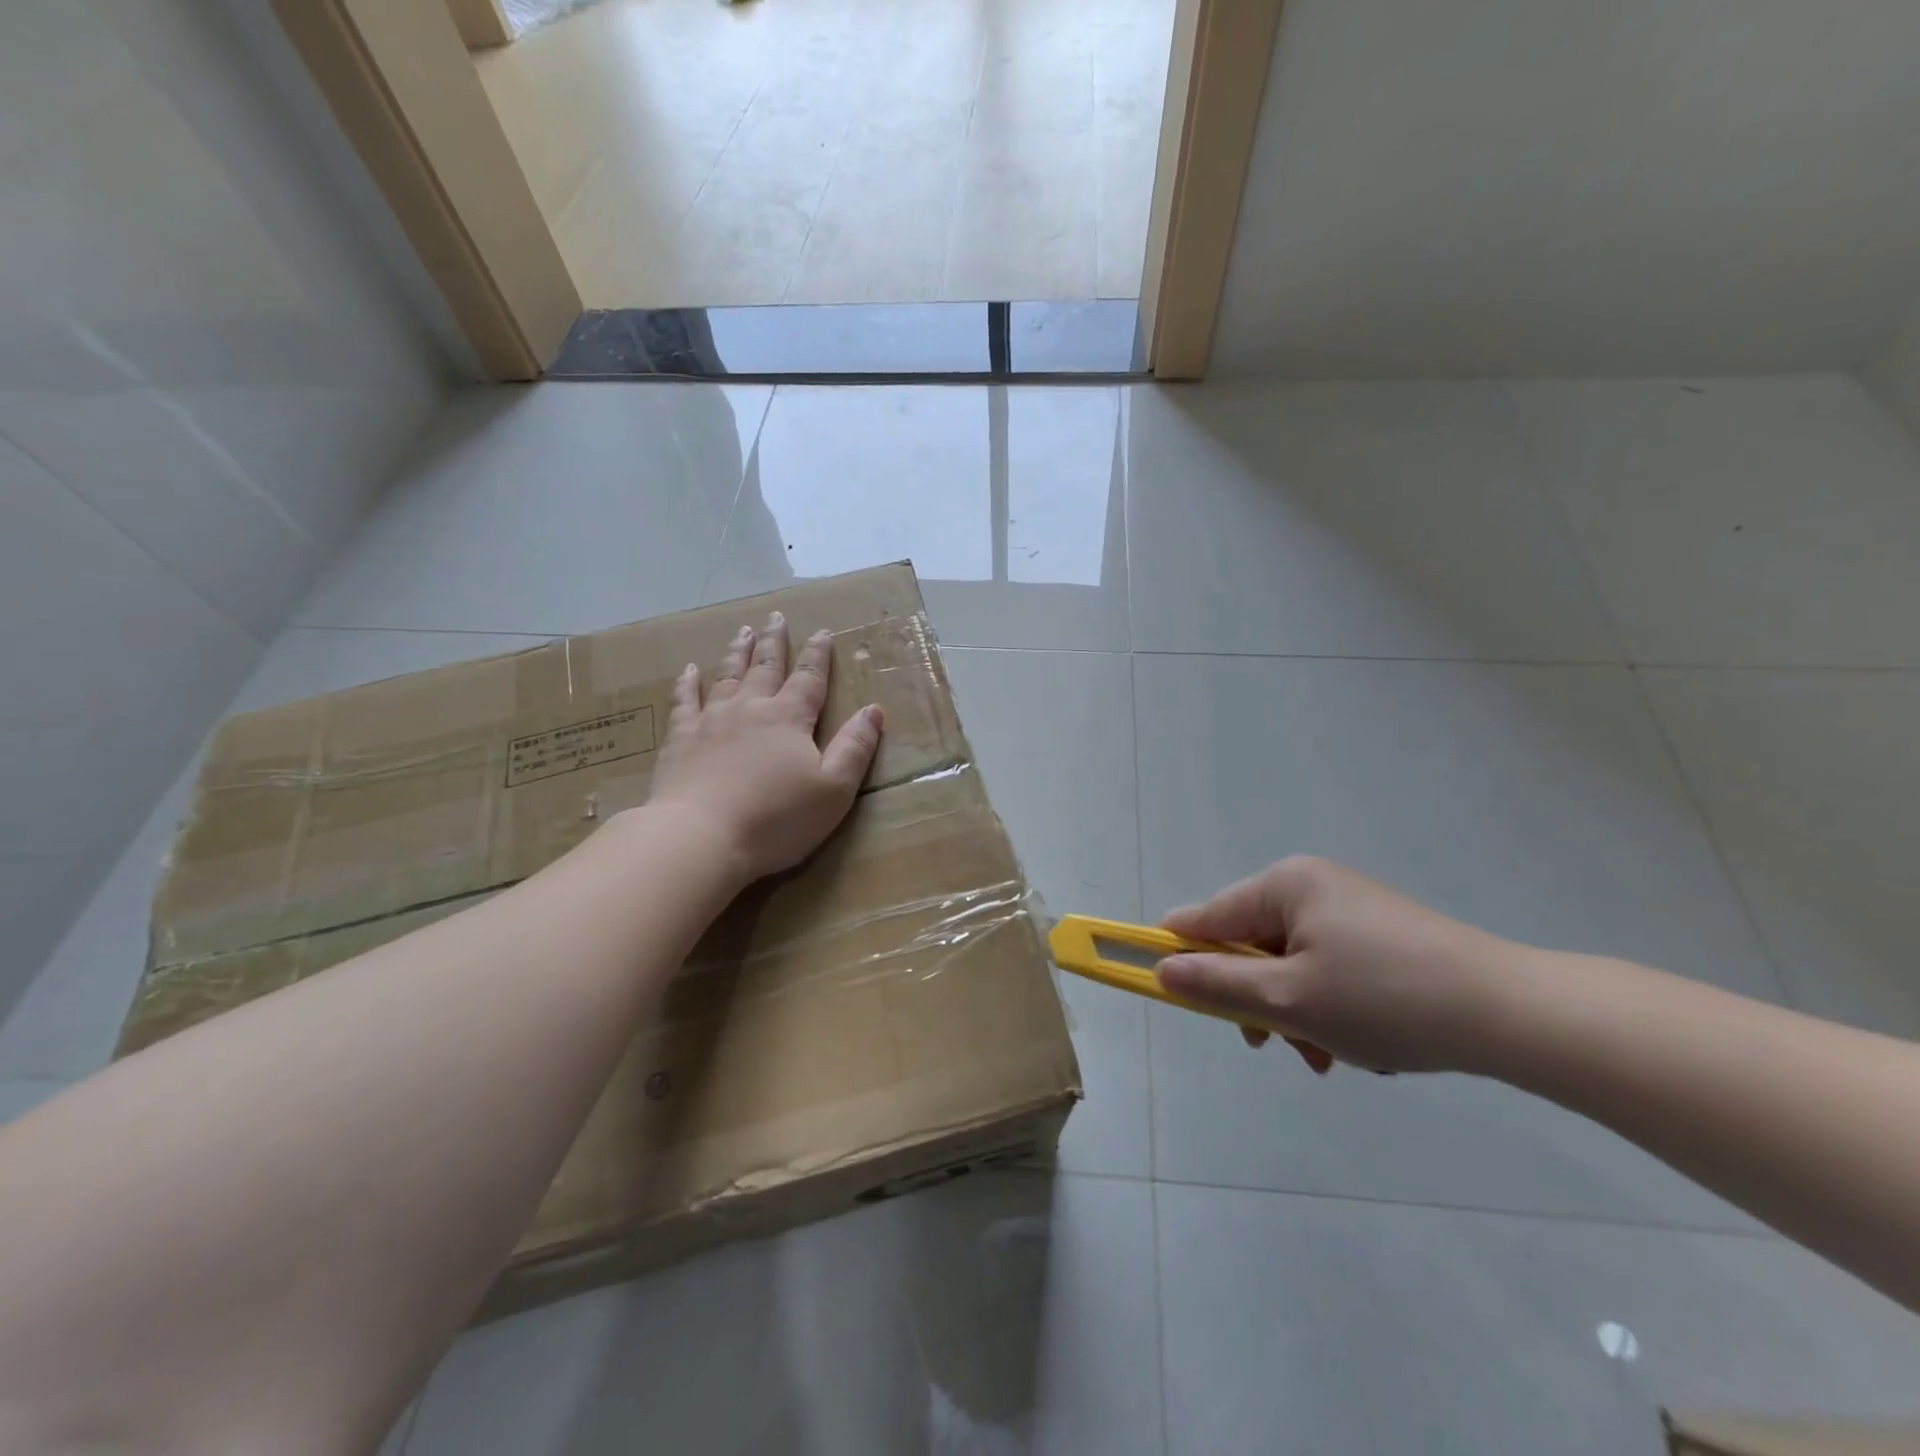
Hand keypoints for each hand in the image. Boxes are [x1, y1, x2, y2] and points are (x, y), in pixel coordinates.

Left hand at [645, 612, 882, 883]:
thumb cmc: (776, 818)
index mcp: (789, 719)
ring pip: (727, 676)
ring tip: (743, 632)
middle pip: (766, 667)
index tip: (824, 631)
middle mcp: (750, 709)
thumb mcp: (834, 789)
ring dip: (738, 653)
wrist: (701, 837)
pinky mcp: (680, 740)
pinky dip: (687, 683)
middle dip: (775, 642)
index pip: (810, 679)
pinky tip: (689, 670)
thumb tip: (874, 710)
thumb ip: (855, 747)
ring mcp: (711, 721)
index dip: (819, 655)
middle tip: (776, 617)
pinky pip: (684, 701)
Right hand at [1156, 857, 1523, 1073]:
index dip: (1182, 957)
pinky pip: (1327, 968)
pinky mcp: (1380, 934)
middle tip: (1276, 1046)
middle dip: (1256, 1000)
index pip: (1205, 917)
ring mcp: (1349, 908)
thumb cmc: (1385, 1000)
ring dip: (1295, 1013)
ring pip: (1289, 965)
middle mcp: (1311, 885)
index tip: (1181, 1001)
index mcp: (1283, 885)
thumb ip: (1216, 983)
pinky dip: (1329, 1006)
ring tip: (1329, 1056)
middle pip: (1249, 944)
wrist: (1513, 1014)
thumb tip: (1161, 969)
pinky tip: (1361, 1043)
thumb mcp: (1287, 1000)